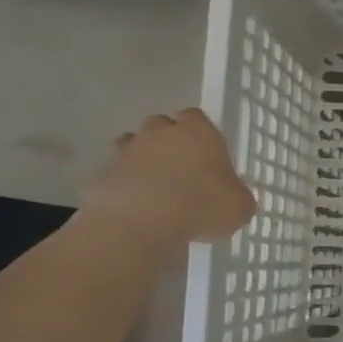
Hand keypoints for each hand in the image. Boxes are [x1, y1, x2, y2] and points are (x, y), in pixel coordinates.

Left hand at [80, 108, 255, 251]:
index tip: (207, 154)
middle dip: (169, 142)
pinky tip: (135, 207)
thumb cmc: (200, 207)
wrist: (139, 225)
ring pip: (134, 146)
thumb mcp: (240, 207)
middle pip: (162, 125)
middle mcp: (160, 132)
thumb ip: (238, 196)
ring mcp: (127, 151)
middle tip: (181, 169)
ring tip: (155, 188)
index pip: (197, 116)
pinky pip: (116, 175)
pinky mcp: (102, 174)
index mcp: (198, 132)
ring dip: (143, 161)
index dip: (201, 133)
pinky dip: (124, 185)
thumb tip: (234, 197)